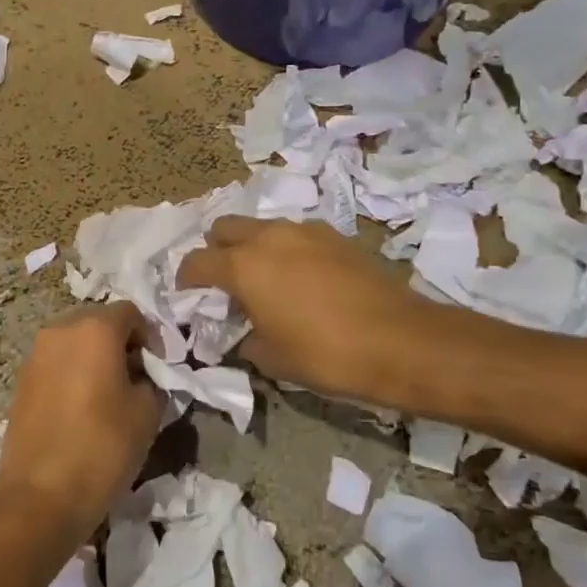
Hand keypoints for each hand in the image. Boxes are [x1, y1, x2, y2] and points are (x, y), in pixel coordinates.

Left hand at [0, 303, 161, 535]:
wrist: (39, 495)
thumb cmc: (102, 448)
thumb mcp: (147, 413)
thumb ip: (152, 381)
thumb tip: (144, 376)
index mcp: (95, 329)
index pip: (131, 313)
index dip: (151, 336)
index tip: (160, 367)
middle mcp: (61, 330)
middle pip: (99, 322)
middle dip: (122, 343)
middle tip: (138, 376)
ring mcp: (36, 353)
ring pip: (75, 342)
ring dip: (96, 357)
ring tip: (110, 392)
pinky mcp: (22, 379)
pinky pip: (57, 362)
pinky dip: (74, 372)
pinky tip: (83, 405)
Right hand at [178, 216, 427, 401]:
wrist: (400, 341)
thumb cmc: (326, 354)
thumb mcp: (272, 359)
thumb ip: (244, 339)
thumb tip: (242, 332)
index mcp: (243, 266)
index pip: (196, 261)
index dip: (186, 278)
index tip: (188, 294)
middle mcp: (268, 237)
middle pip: (224, 227)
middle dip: (216, 250)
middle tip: (225, 281)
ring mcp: (304, 230)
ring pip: (262, 227)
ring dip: (253, 247)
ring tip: (265, 279)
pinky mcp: (334, 235)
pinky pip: (295, 234)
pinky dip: (286, 249)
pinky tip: (302, 278)